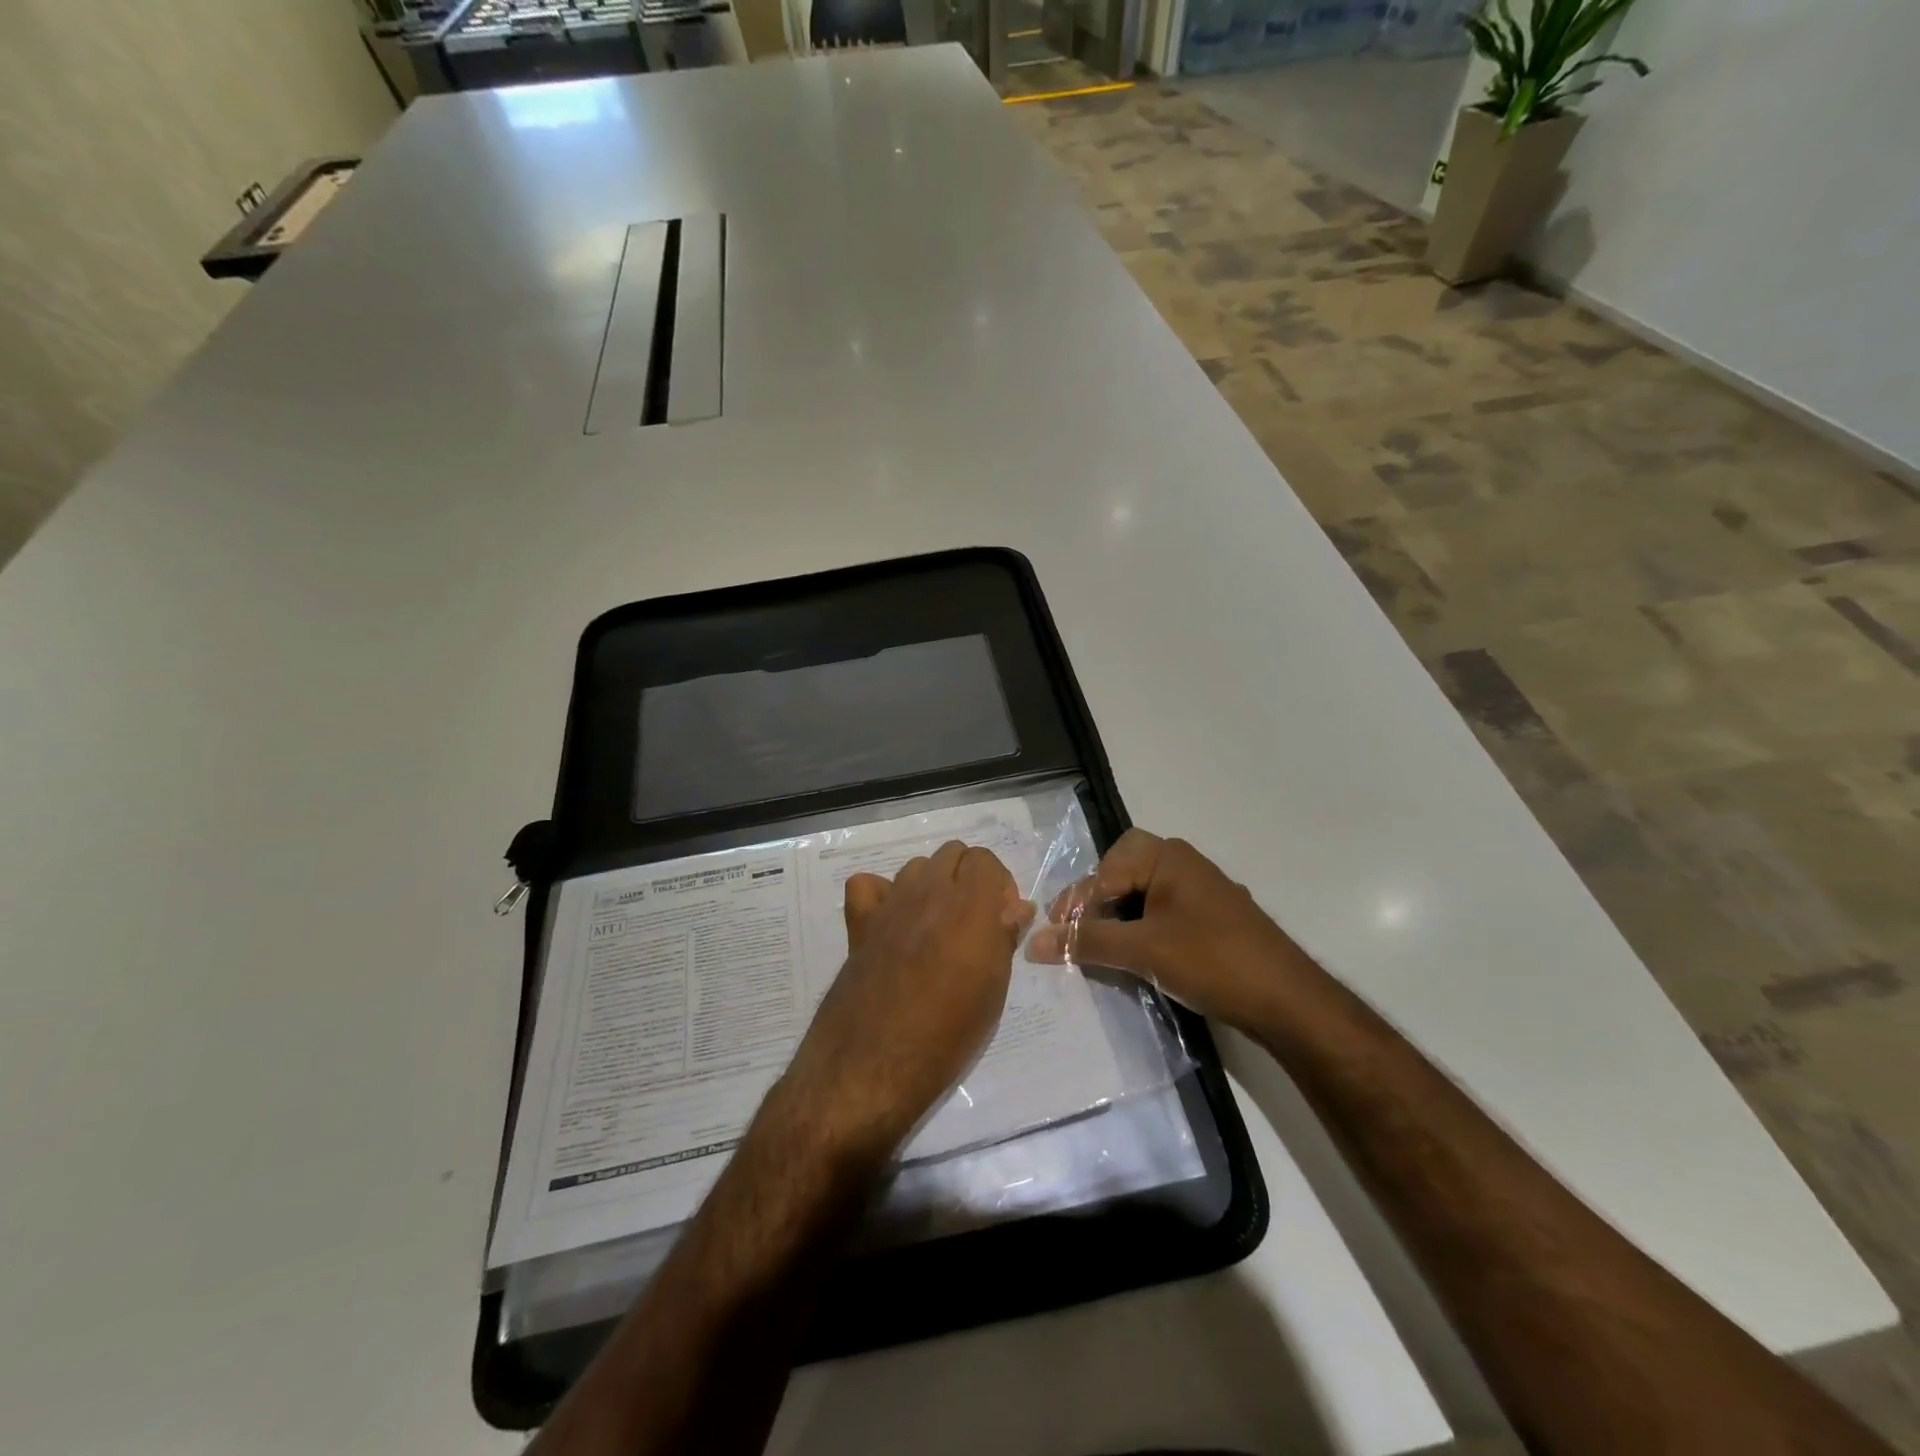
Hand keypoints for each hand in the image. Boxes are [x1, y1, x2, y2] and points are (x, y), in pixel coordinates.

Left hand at [777, 841, 1034, 1161]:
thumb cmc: (948, 1033)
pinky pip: (868, 885)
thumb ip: (1005, 937)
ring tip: (936, 925)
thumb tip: (1018, 907)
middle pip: (952, 854)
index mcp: (968, 904)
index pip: (985, 859)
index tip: (1002, 918)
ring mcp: (890, 904)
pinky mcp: (860, 922)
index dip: (998, 884)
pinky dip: (882, 894)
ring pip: (916, 866)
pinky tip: (892, 922)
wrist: (875, 1061)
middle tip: (974, 921)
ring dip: (932, 884)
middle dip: (968, 877)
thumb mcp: (993, 989)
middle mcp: (928, 891)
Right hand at [1027, 829, 1310, 1031]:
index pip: (1105, 867)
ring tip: (1100, 948)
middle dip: (1097, 902)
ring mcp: (1201, 892)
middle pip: (1123, 872)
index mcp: (1168, 858)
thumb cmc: (1212, 961)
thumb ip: (1087, 942)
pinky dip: (1141, 930)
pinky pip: (1163, 913)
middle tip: (1076, 932)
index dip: (1077, 899)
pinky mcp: (1211, 920)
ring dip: (1118, 918)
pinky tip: (1135, 957)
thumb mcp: (1143, 951)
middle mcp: (1184, 865)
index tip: (1055, 932)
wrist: (1288, 1001)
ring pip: (1142, 895)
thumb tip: (1033, 942)